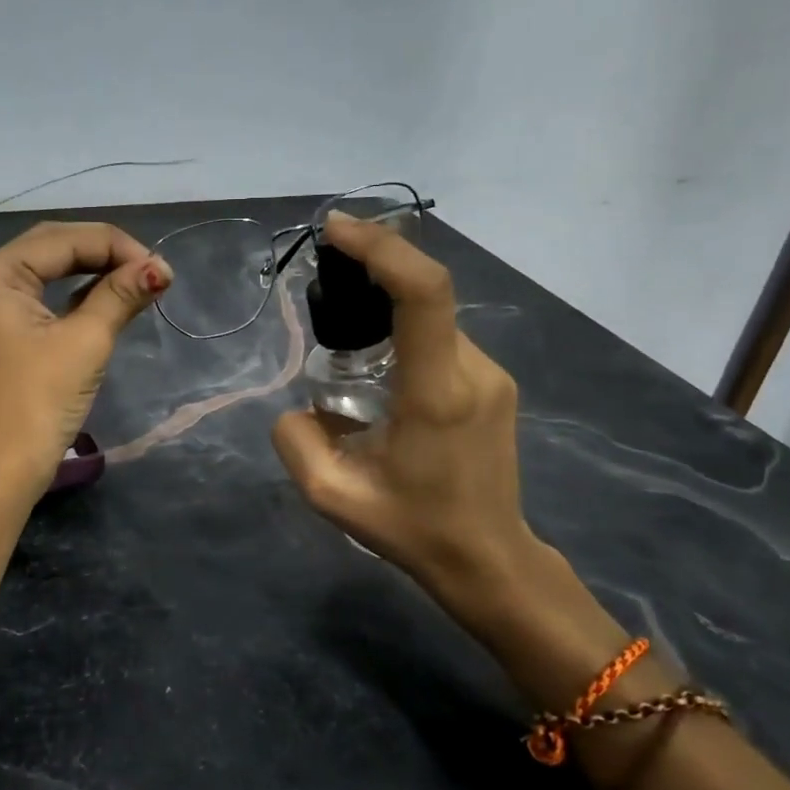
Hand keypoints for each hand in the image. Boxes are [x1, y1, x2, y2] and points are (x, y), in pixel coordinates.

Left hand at [0, 221, 171, 487]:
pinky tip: (107, 298)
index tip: (162, 268)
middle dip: (105, 255)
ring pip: (46, 271)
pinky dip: (73, 296)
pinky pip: (38, 297)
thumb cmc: (38, 402)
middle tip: (152, 271)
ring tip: (138, 281)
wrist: (0, 470)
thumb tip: (161, 267)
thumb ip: (120, 295)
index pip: (63, 240)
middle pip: (52, 248)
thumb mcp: (85, 342)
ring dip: (92, 273)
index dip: (117, 247)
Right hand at [272, 213, 541, 632]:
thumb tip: (297, 406)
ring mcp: (491, 375)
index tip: (337, 231)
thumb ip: (295, 441)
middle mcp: (472, 370)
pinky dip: (405, 333)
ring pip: (431, 319)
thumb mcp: (332, 497)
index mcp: (436, 392)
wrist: (488, 558)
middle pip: (424, 294)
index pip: (423, 292)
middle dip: (372, 274)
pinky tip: (379, 370)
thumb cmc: (412, 529)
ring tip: (344, 343)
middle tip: (324, 286)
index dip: (381, 248)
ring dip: (388, 310)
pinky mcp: (494, 383)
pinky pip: (441, 340)